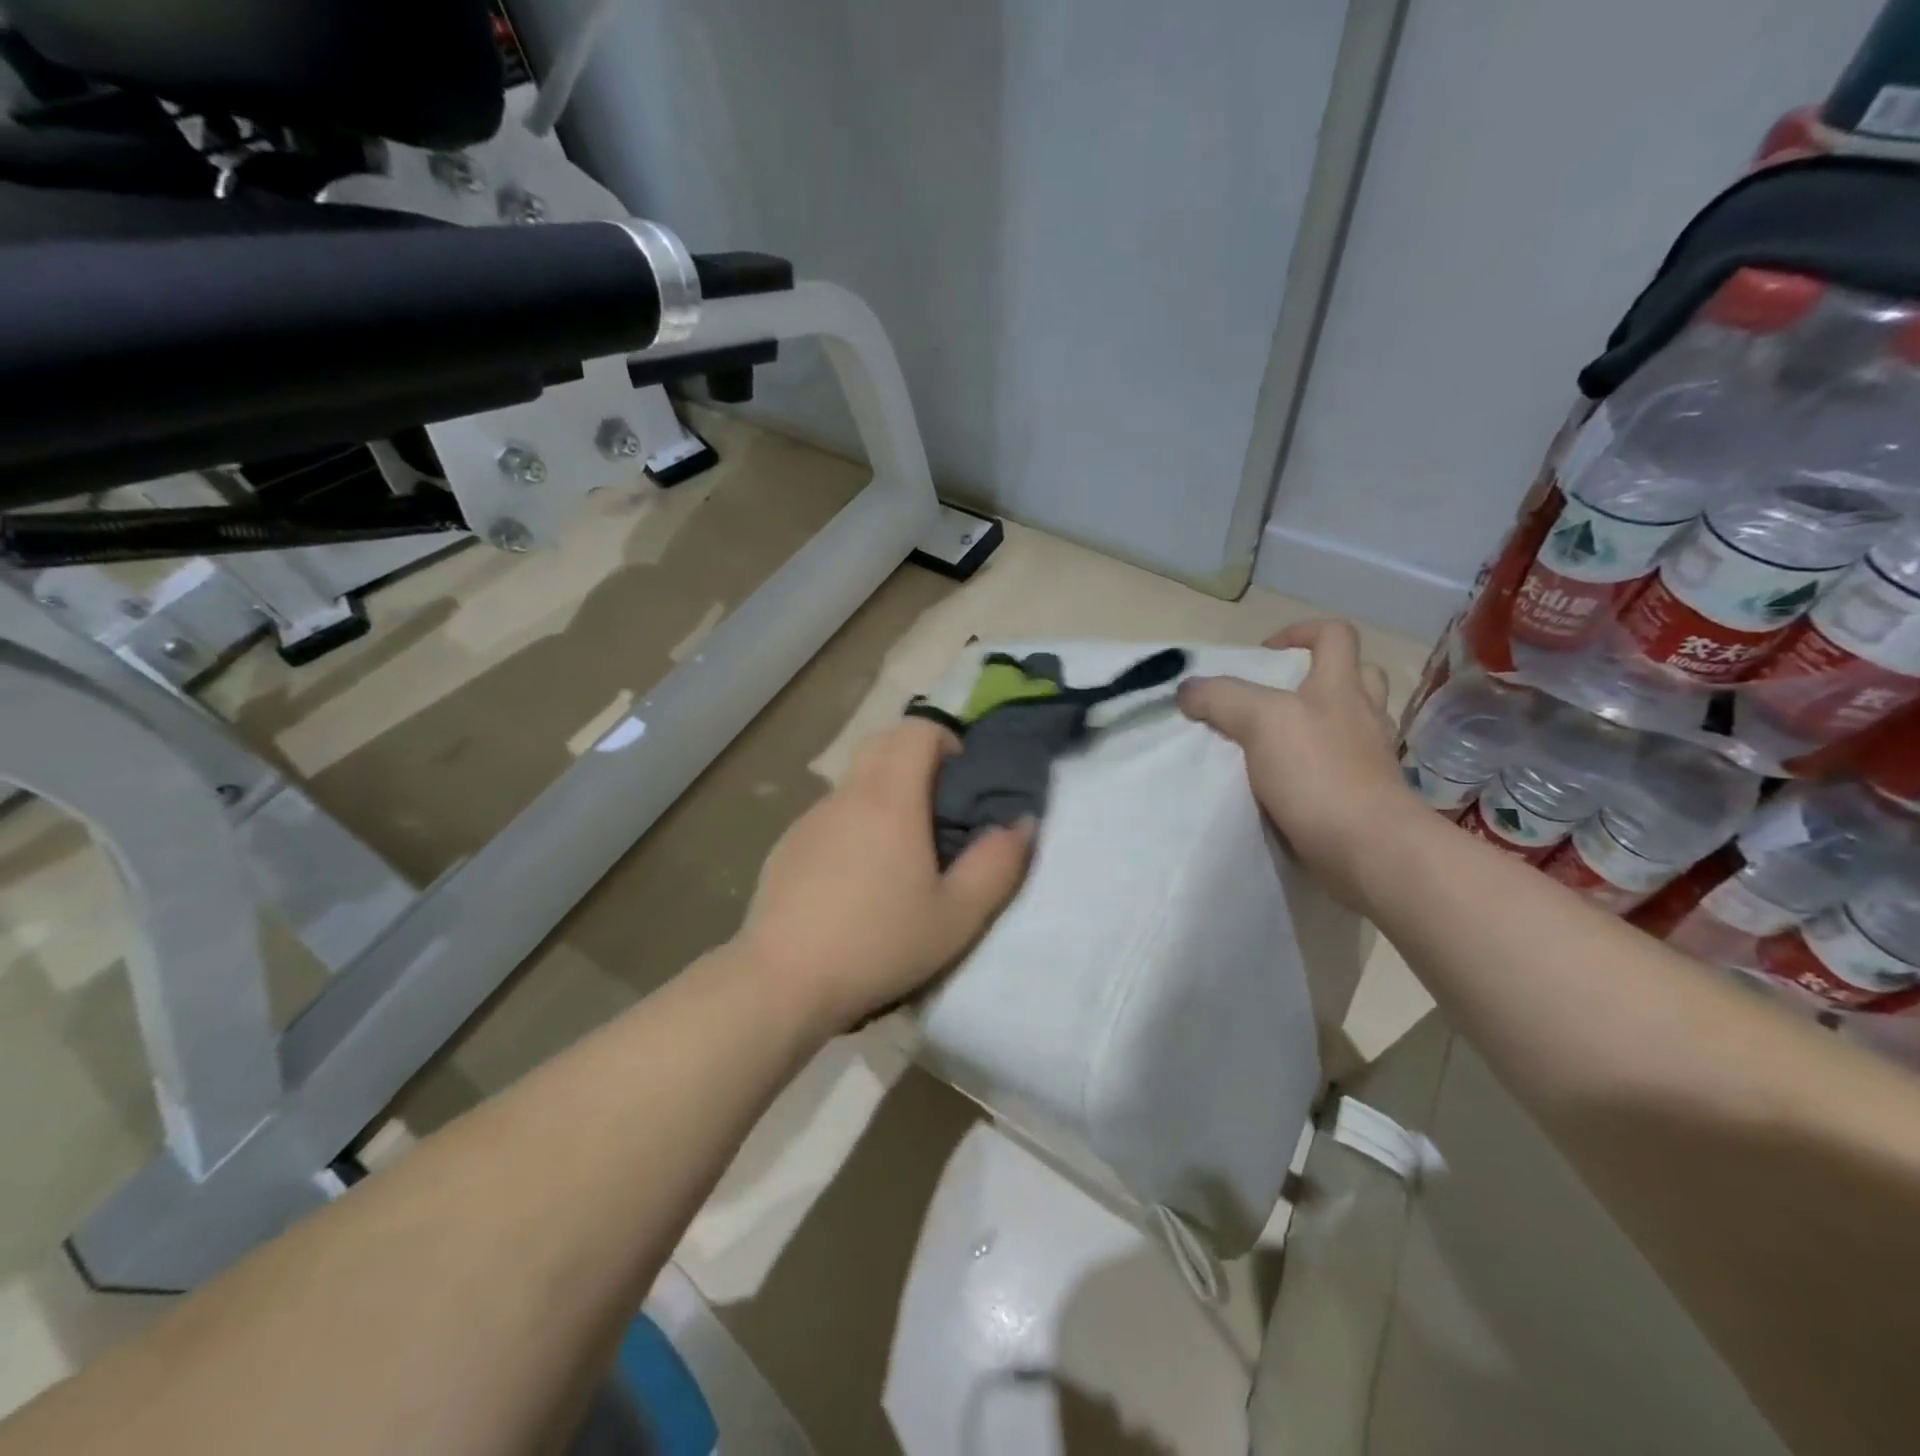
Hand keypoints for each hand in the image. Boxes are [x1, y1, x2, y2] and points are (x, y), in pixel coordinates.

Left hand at [734, 718, 1035, 1032]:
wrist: (783, 982)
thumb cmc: (879, 944)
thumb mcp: (957, 916)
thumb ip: (998, 864)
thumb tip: (1022, 823)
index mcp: (890, 798)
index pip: (916, 729)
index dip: (945, 740)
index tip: (960, 782)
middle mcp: (846, 795)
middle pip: (882, 744)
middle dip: (915, 759)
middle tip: (938, 812)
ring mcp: (810, 819)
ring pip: (854, 783)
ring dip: (883, 796)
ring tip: (899, 857)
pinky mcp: (786, 846)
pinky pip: (830, 817)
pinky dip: (853, 827)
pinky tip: (854, 884)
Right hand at [1178, 619, 1420, 905]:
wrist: (1367, 849)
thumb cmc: (1319, 773)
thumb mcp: (1261, 721)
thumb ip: (1222, 698)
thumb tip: (1187, 690)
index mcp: (1341, 687)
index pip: (1335, 635)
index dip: (1301, 632)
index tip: (1264, 654)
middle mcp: (1362, 716)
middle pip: (1354, 677)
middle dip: (1315, 678)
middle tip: (1272, 699)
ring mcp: (1368, 758)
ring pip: (1347, 725)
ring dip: (1315, 725)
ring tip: (1270, 743)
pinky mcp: (1364, 796)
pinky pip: (1338, 768)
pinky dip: (1313, 768)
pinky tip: (1283, 783)